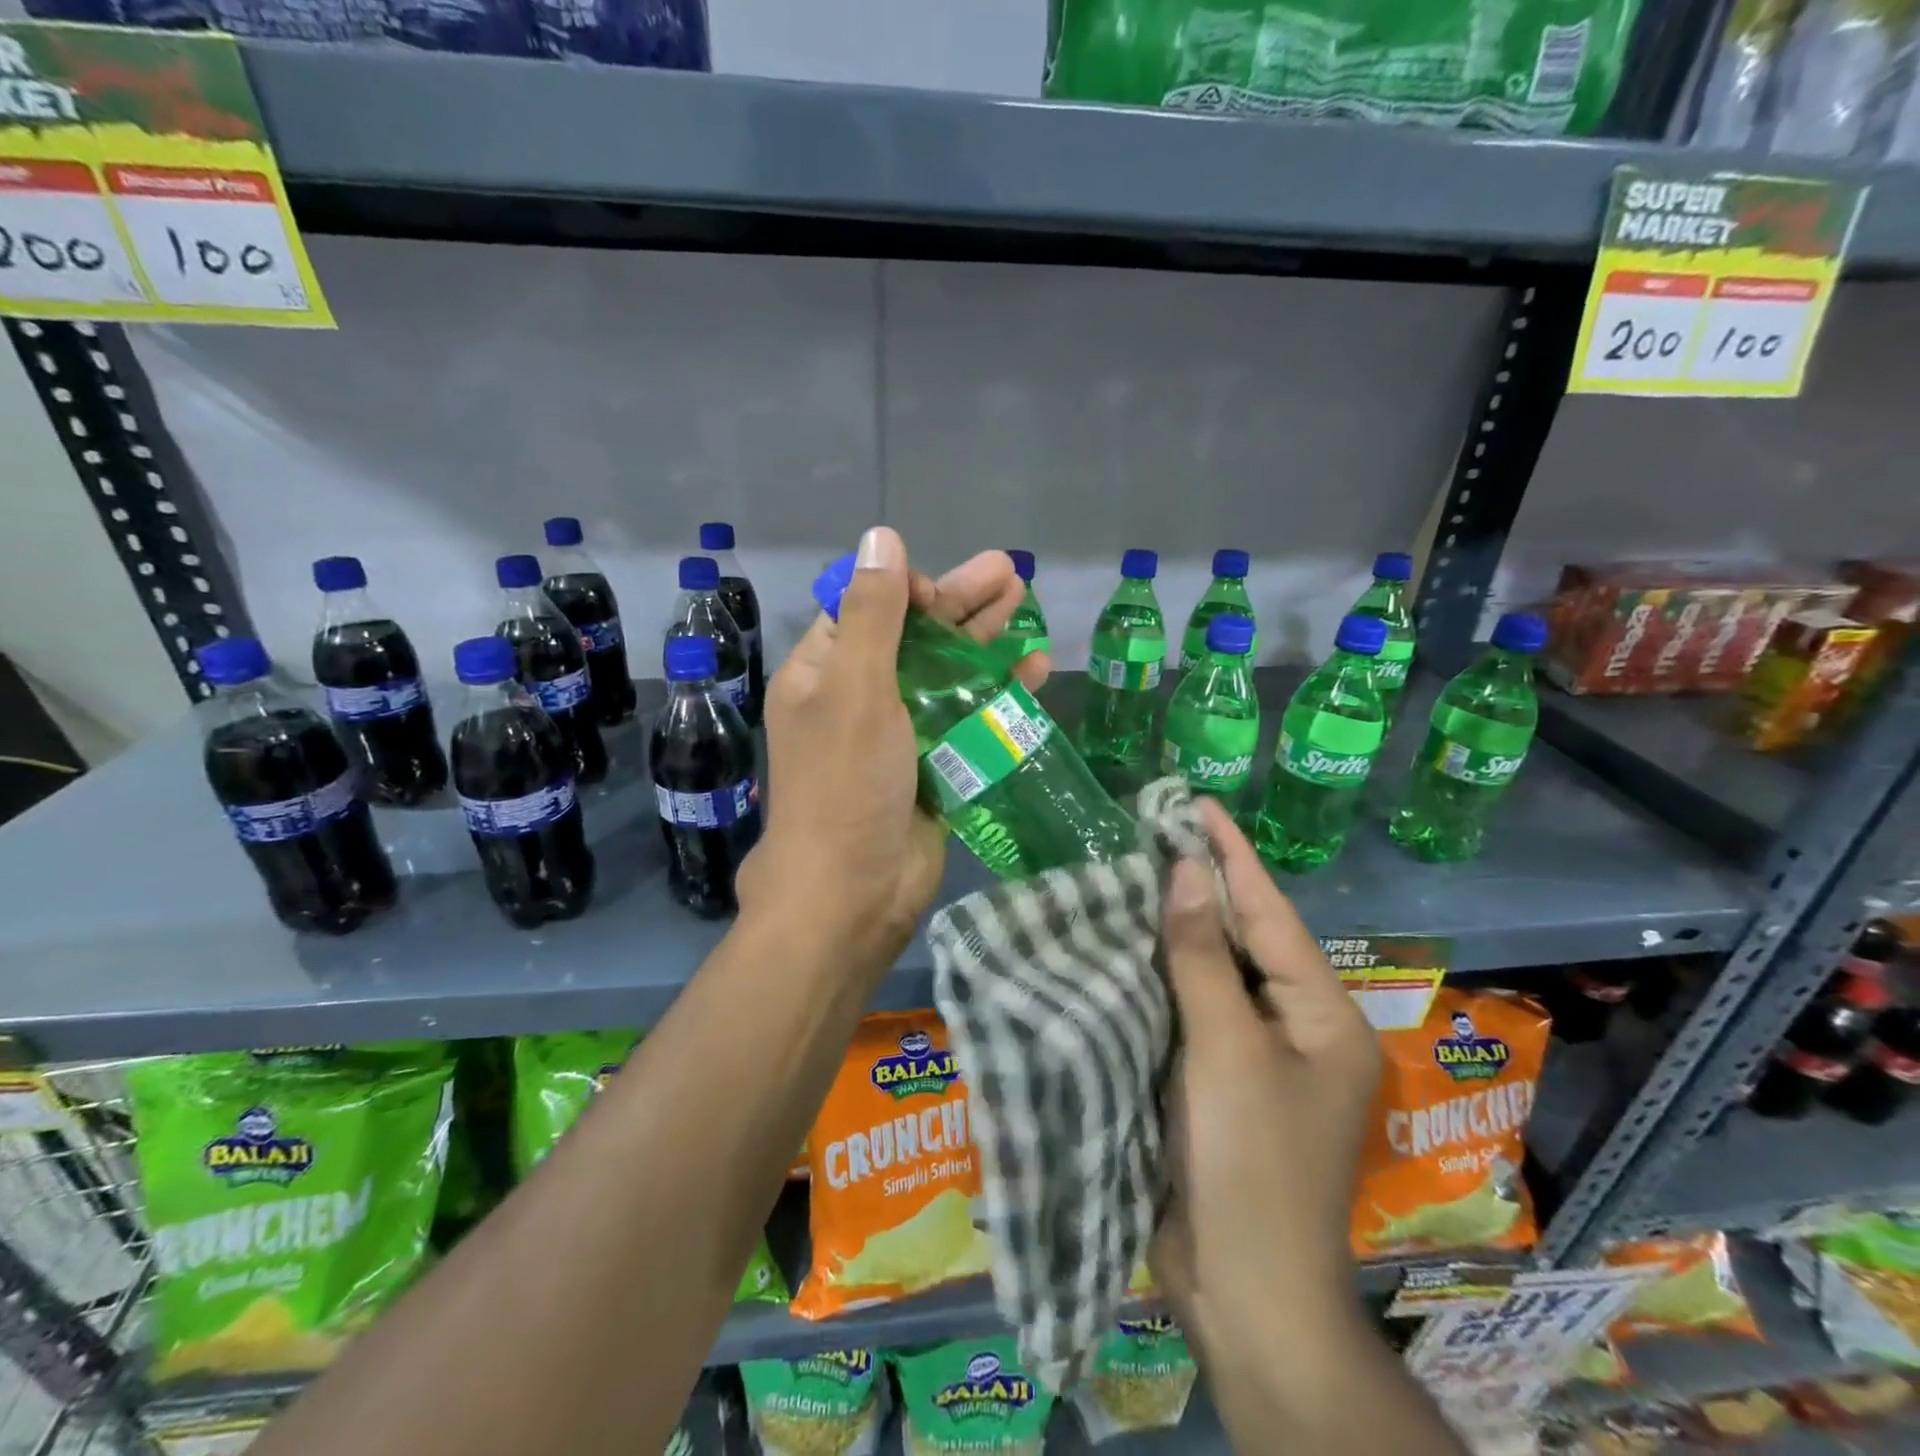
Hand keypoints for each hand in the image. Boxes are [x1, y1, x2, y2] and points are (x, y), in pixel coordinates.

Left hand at [737, 527, 1049, 973]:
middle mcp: (859, 697)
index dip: (905, 590)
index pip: (865, 610)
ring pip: (947, 673)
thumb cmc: (844, 784)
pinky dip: (998, 693)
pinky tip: (1034, 669)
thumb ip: (874, 614)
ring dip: (984, 640)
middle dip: (961, 603)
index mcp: (824, 673)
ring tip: (1025, 602)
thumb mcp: (855, 689)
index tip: (939, 592)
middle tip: (1012, 571)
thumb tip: (880, 536)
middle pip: (915, 636)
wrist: (853, 892)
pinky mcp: (933, 765)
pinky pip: (968, 718)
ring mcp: (899, 733)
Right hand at [1149, 798, 1380, 1356]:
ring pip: (1215, 971)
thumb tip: (1187, 870)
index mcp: (1322, 1014)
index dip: (1232, 855)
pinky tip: (1131, 941)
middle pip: (1246, 938)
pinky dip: (1165, 973)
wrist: (1244, 1294)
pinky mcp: (1220, 1079)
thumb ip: (1204, 956)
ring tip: (1137, 869)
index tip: (1197, 803)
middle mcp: (1297, 1026)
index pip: (1271, 913)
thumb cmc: (1249, 1162)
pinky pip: (1193, 1007)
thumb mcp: (1225, 1048)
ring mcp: (1257, 1055)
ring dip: (1179, 926)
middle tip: (1156, 829)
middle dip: (1204, 884)